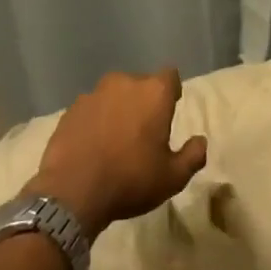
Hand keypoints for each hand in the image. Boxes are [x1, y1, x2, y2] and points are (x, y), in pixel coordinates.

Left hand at [26, 68, 205, 235]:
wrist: (72, 192)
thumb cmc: (130, 180)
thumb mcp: (173, 177)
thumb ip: (193, 156)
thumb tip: (200, 141)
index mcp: (154, 92)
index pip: (171, 77)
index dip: (171, 92)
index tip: (169, 111)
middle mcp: (124, 83)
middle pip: (140, 84)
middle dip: (143, 102)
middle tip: (143, 131)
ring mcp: (93, 94)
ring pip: (113, 95)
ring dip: (117, 110)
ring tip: (114, 139)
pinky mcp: (70, 110)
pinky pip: (91, 109)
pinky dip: (94, 121)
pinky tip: (92, 146)